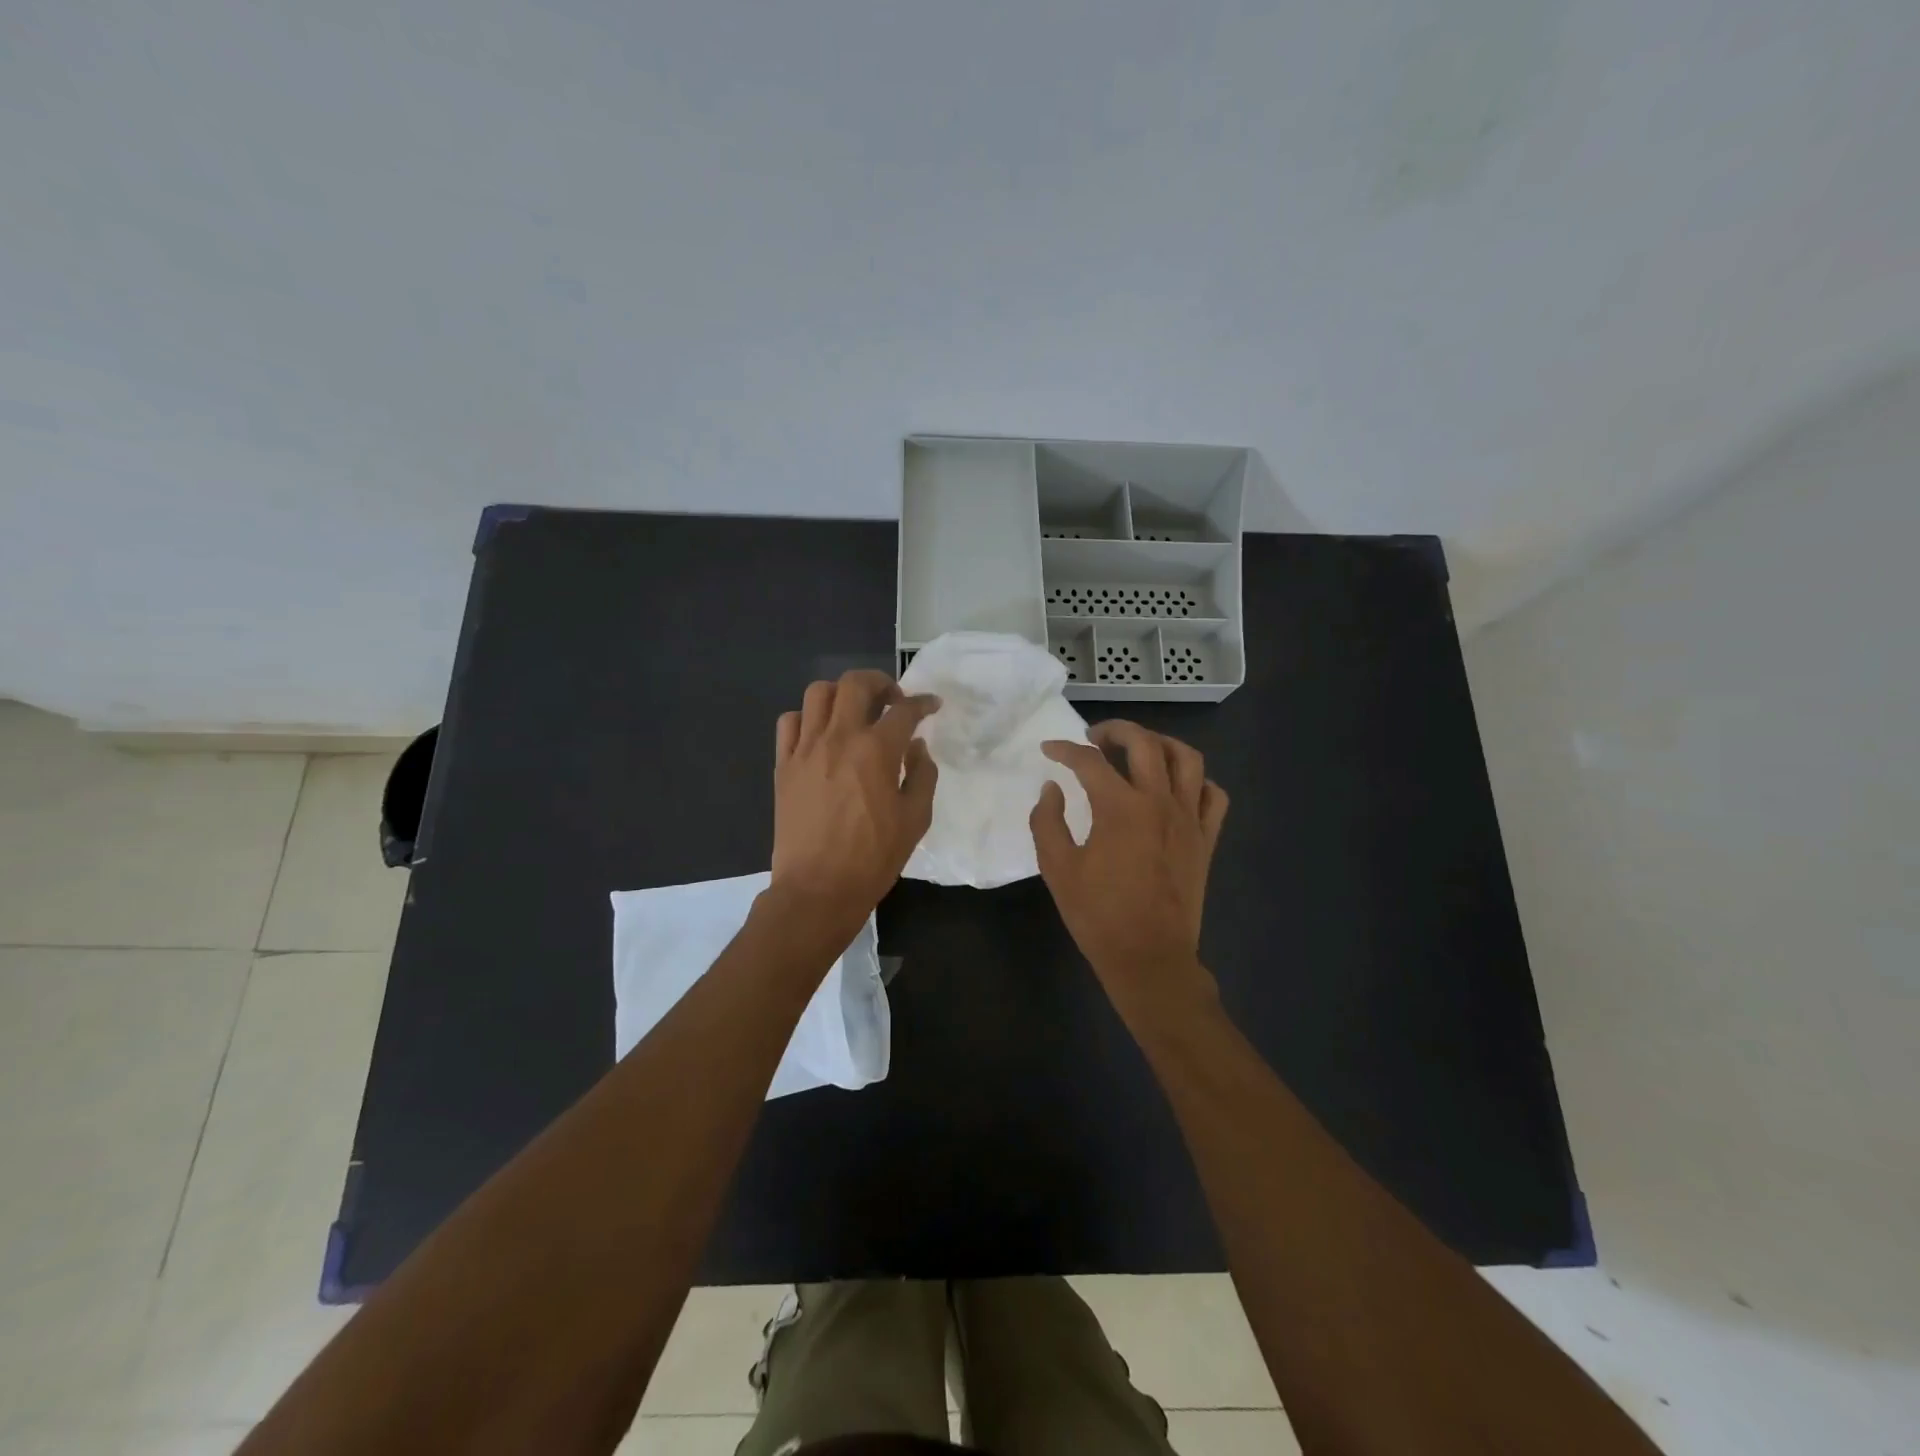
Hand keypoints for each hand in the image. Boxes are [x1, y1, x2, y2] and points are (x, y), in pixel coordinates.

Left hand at [770, 670, 939, 934]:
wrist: (818, 888)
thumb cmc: (873, 857)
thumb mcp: (915, 819)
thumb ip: (922, 775)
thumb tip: (916, 747)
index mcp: (877, 750)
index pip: (904, 710)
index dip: (923, 703)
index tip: (931, 705)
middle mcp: (839, 738)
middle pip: (856, 683)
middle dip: (880, 682)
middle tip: (891, 700)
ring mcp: (806, 749)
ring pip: (818, 693)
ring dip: (842, 694)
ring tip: (854, 712)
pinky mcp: (783, 765)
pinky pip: (789, 722)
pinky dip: (807, 718)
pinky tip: (820, 735)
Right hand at [1030, 721, 1228, 1017]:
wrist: (1149, 957)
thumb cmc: (1098, 915)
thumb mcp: (1057, 869)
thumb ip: (1048, 822)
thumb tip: (1052, 789)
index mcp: (1120, 809)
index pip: (1090, 762)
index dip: (1065, 750)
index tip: (1049, 750)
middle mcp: (1160, 803)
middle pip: (1144, 743)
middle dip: (1116, 730)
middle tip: (1095, 738)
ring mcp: (1189, 819)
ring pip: (1187, 759)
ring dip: (1161, 743)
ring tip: (1140, 749)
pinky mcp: (1206, 839)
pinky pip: (1213, 795)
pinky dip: (1197, 781)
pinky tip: (1177, 787)